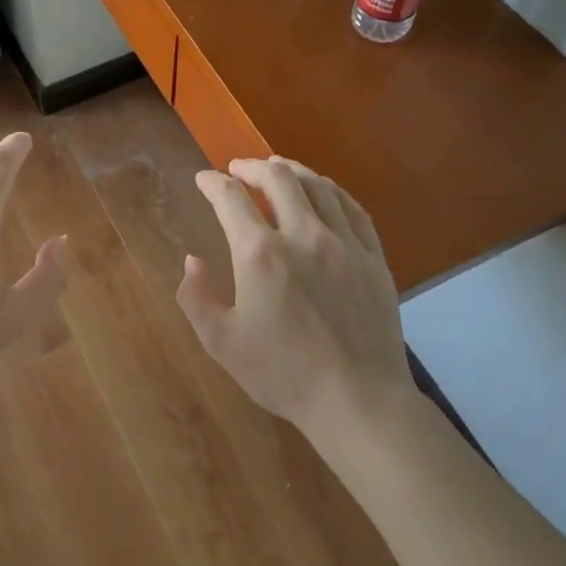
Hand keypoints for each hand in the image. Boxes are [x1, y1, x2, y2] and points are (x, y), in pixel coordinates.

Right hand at [177, 157, 412, 434]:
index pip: (230, 199)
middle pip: (278, 178)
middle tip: (239, 169)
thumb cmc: (282, 373)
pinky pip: (353, 208)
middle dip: (253, 167)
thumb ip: (196, 296)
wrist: (357, 398)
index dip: (212, 183)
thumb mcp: (221, 342)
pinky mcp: (373, 257)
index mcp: (260, 254)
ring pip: (319, 186)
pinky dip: (332, 191)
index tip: (204, 179)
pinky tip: (324, 193)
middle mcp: (303, 235)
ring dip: (292, 171)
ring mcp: (344, 243)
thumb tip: (192, 260)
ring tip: (278, 170)